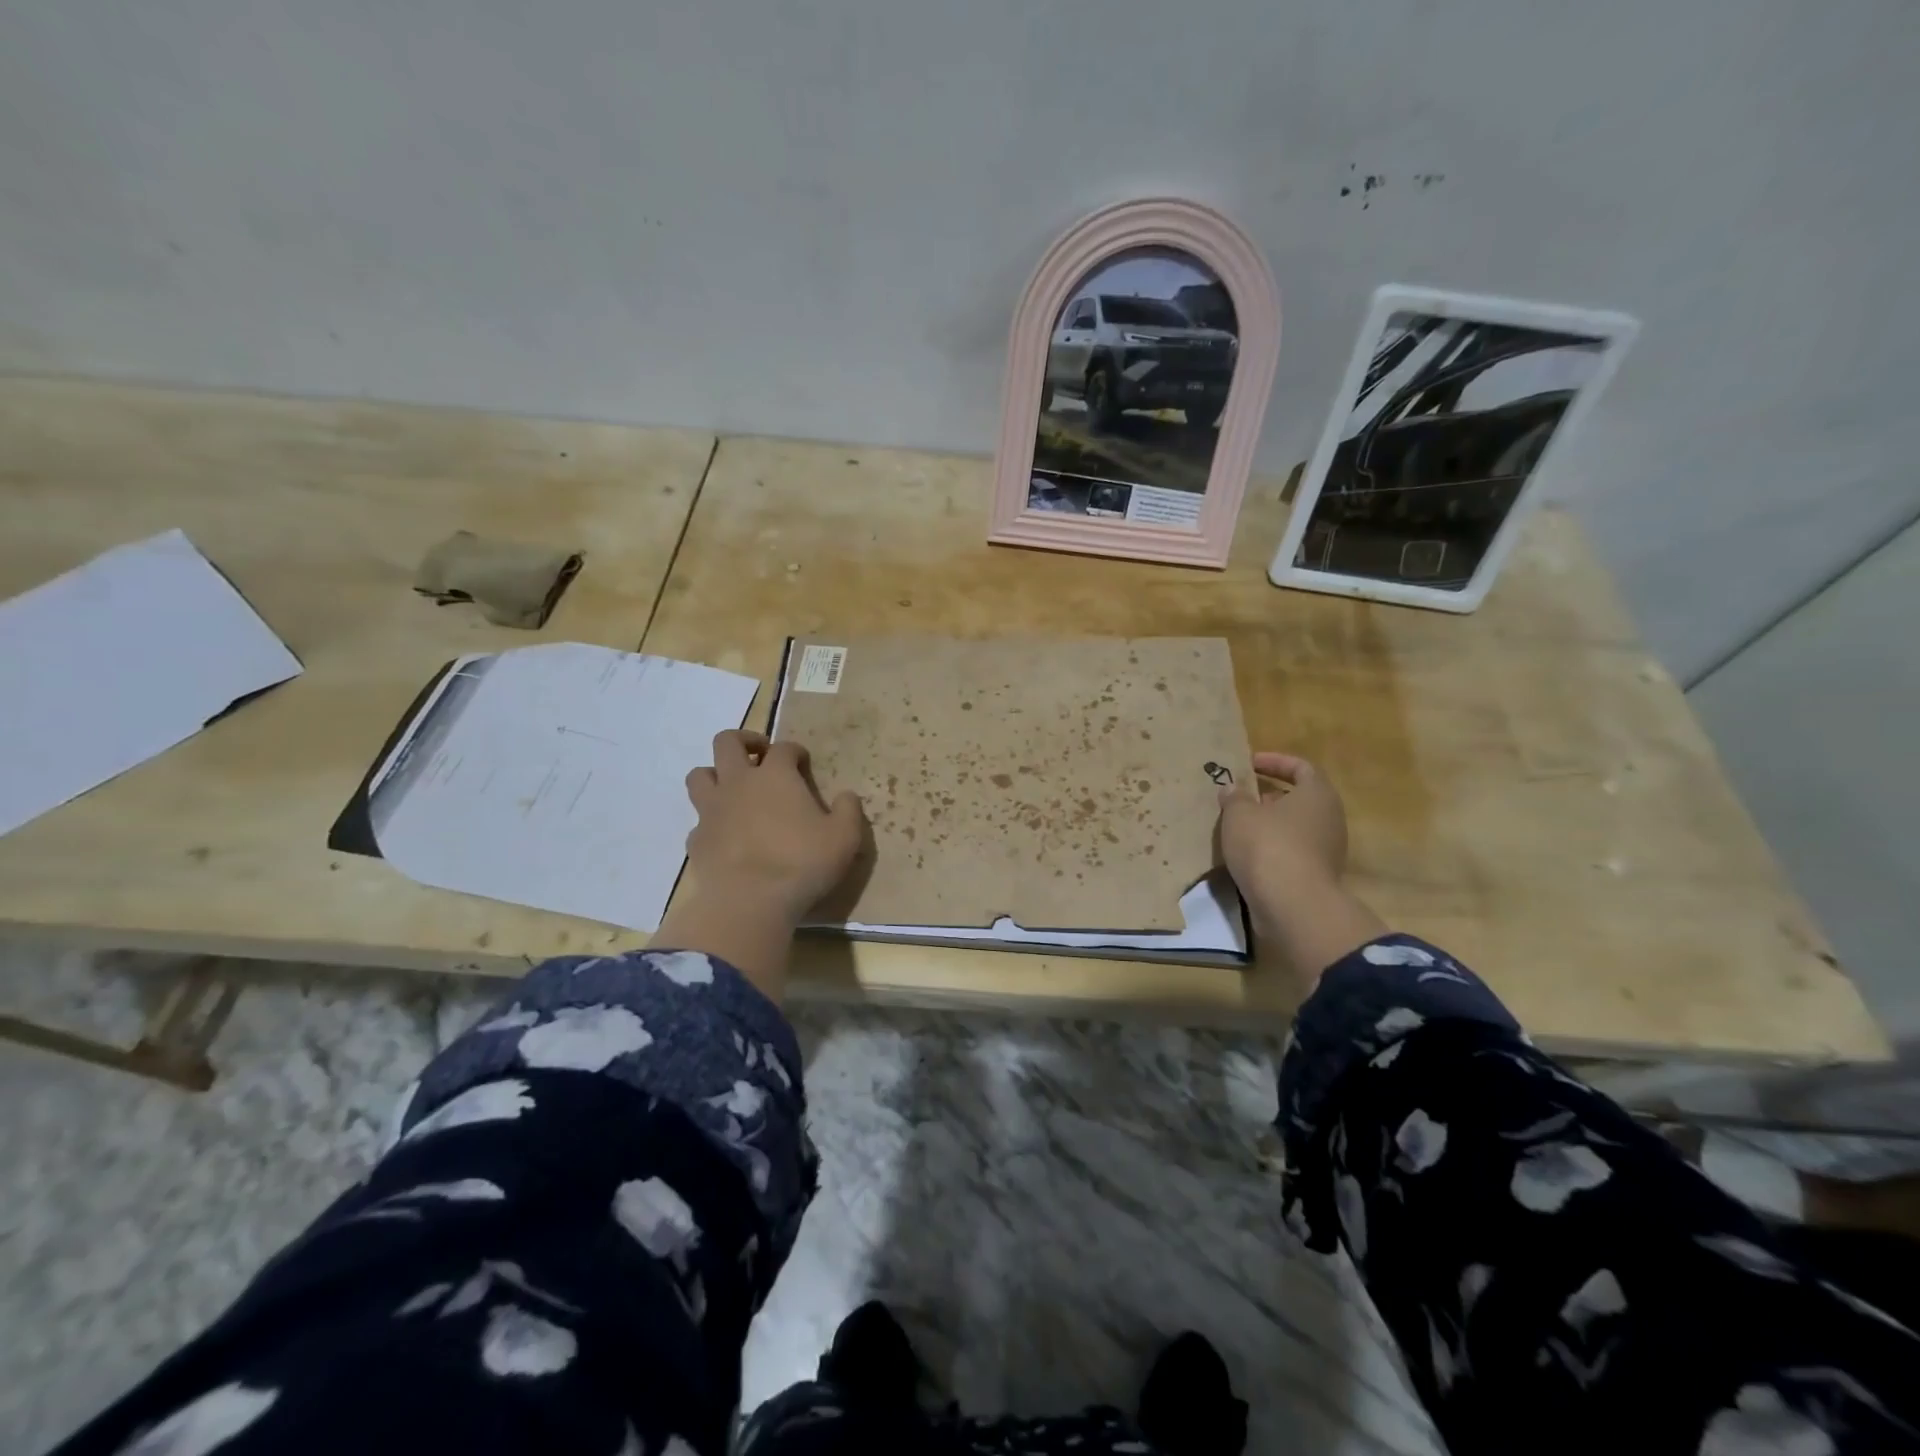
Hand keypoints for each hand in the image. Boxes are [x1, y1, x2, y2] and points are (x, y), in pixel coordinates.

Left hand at [683, 730, 865, 925]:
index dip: (794, 751)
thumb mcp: (844, 837)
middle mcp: (738, 783)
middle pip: (727, 742)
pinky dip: (710, 822)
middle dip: (744, 741)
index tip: (803, 764)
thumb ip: (848, 811)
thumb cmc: (802, 863)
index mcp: (775, 776)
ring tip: (732, 790)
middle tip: (760, 756)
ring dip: (715, 775)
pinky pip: (699, 821)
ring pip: (699, 775)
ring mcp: (712, 810)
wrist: (750, 902)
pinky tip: (725, 836)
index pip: (783, 747)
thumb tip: (847, 796)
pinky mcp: (696, 840)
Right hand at [1219, 752, 1384, 985]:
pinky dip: (1271, 848)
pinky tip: (1246, 854)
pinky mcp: (1317, 876)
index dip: (1275, 762)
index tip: (1249, 764)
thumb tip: (1233, 789)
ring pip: (1295, 827)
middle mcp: (1330, 818)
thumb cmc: (1267, 846)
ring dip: (1268, 824)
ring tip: (1237, 826)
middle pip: (1299, 798)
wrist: (1293, 905)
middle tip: (1239, 797)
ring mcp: (1327, 850)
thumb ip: (1234, 797)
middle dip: (1268, 795)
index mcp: (1317, 794)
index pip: (1301, 767)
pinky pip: (1292, 852)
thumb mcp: (1239, 814)